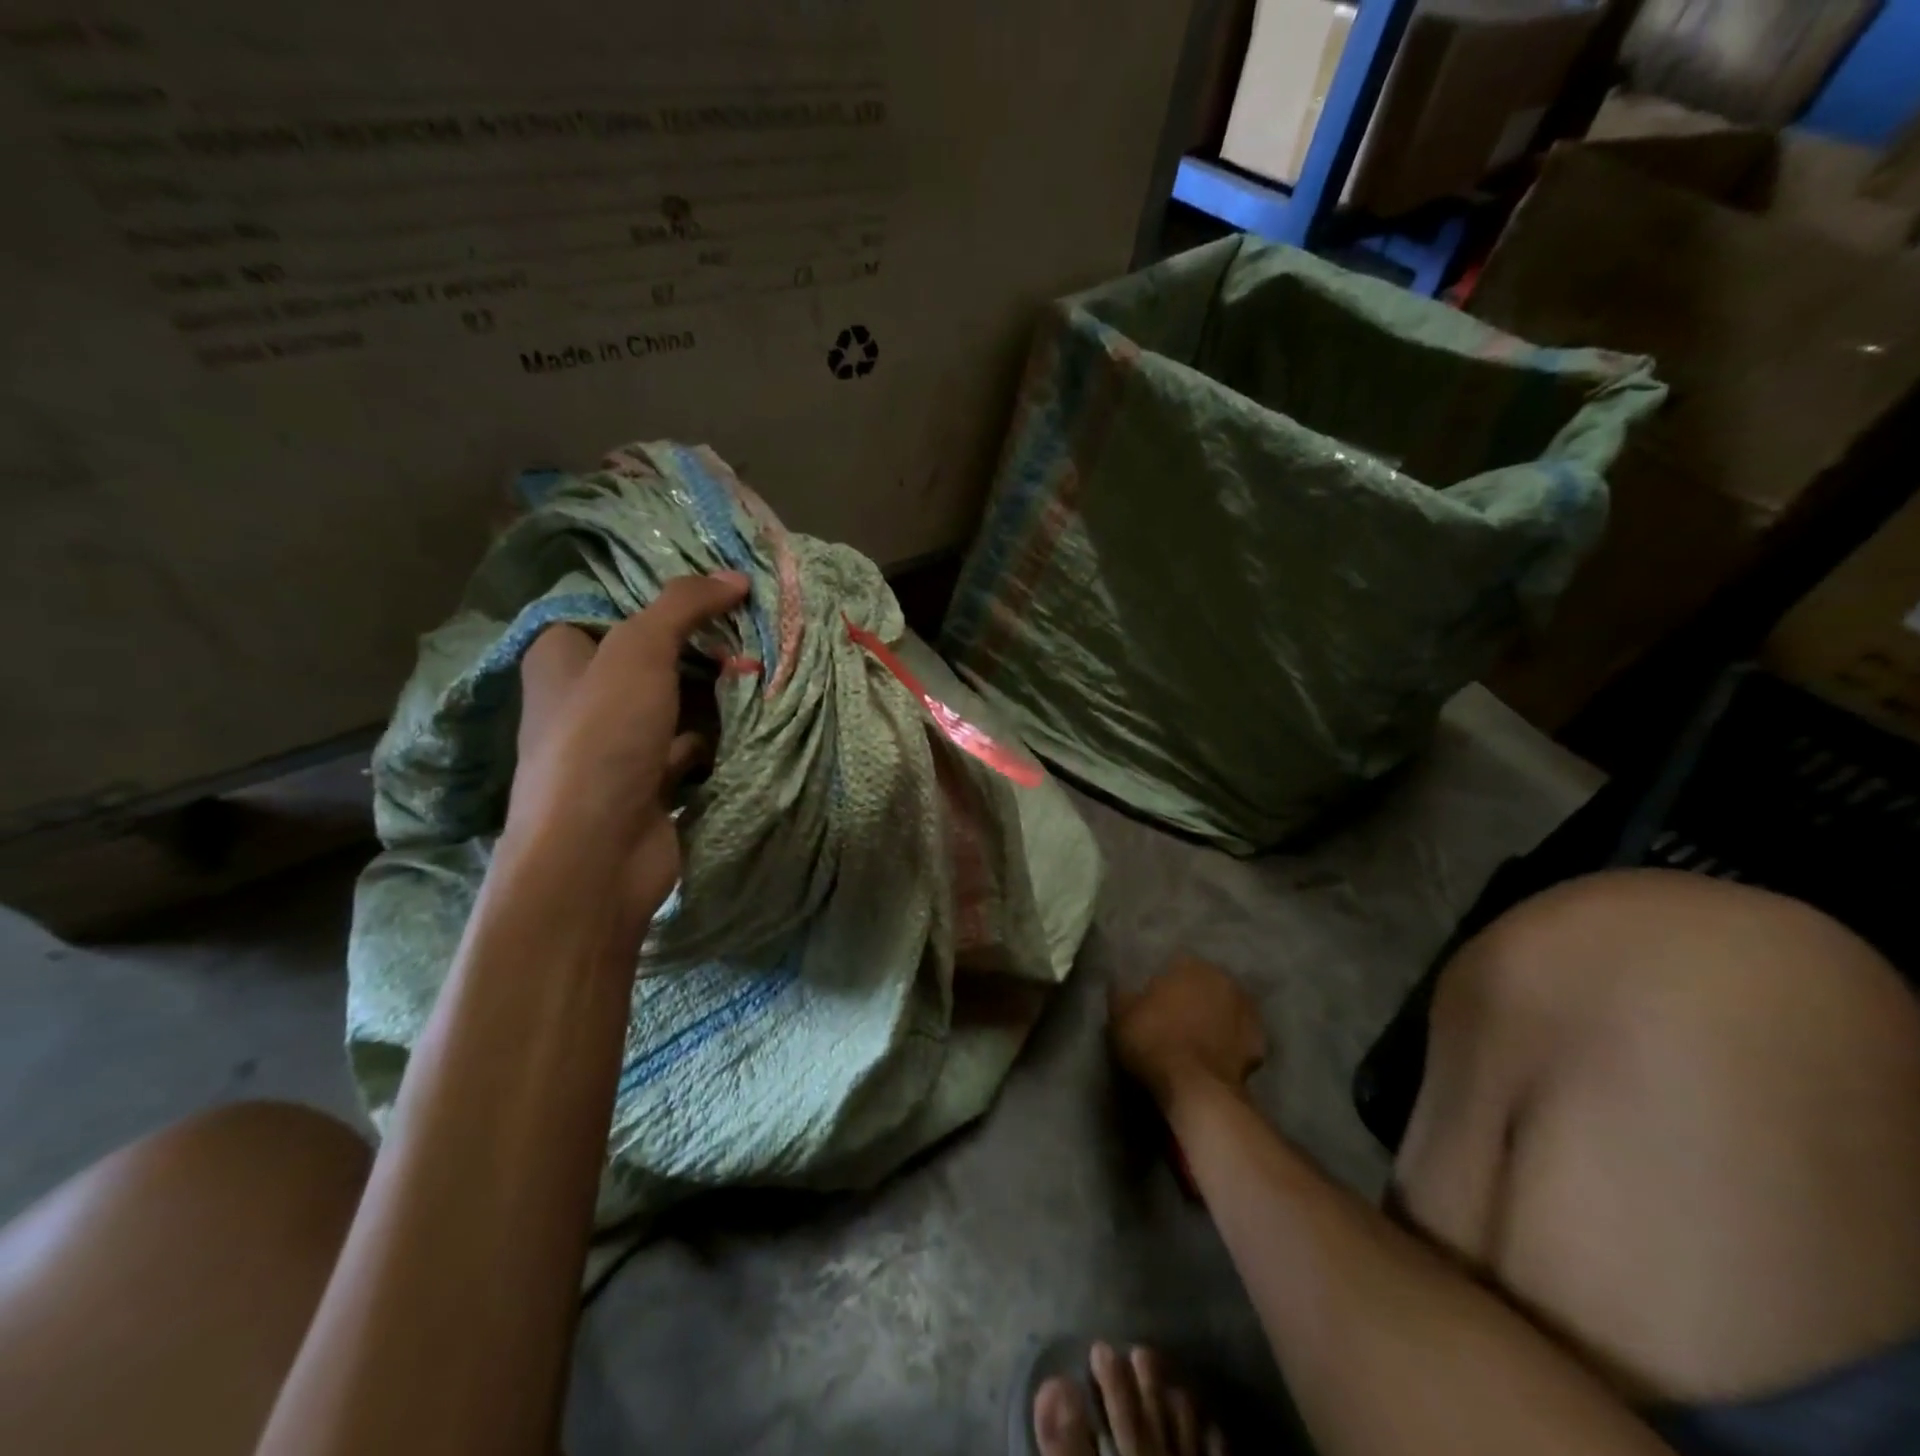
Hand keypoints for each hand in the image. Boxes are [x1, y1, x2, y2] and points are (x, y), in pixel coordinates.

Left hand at [503, 571, 749, 940]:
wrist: (595, 853)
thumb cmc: (602, 738)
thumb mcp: (638, 651)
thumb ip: (683, 606)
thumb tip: (736, 576)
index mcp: (561, 656)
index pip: (613, 607)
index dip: (663, 593)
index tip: (718, 583)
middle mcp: (586, 696)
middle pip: (653, 654)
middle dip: (701, 642)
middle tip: (754, 622)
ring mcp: (620, 743)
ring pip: (676, 700)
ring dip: (717, 689)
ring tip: (765, 663)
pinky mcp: (651, 780)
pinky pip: (691, 743)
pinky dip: (719, 733)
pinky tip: (754, 716)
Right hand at [1110, 955, 1266, 1108]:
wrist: (1196, 1087)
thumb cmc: (1154, 1041)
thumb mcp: (1121, 1016)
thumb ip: (1122, 994)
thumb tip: (1119, 984)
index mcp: (1189, 965)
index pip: (1176, 966)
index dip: (1165, 985)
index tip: (1155, 1004)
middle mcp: (1222, 979)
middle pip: (1205, 985)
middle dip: (1195, 998)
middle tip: (1178, 1021)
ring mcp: (1247, 1010)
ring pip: (1227, 1008)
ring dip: (1216, 1018)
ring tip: (1198, 1041)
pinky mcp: (1261, 1042)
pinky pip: (1241, 1037)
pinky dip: (1232, 1044)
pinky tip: (1217, 1058)